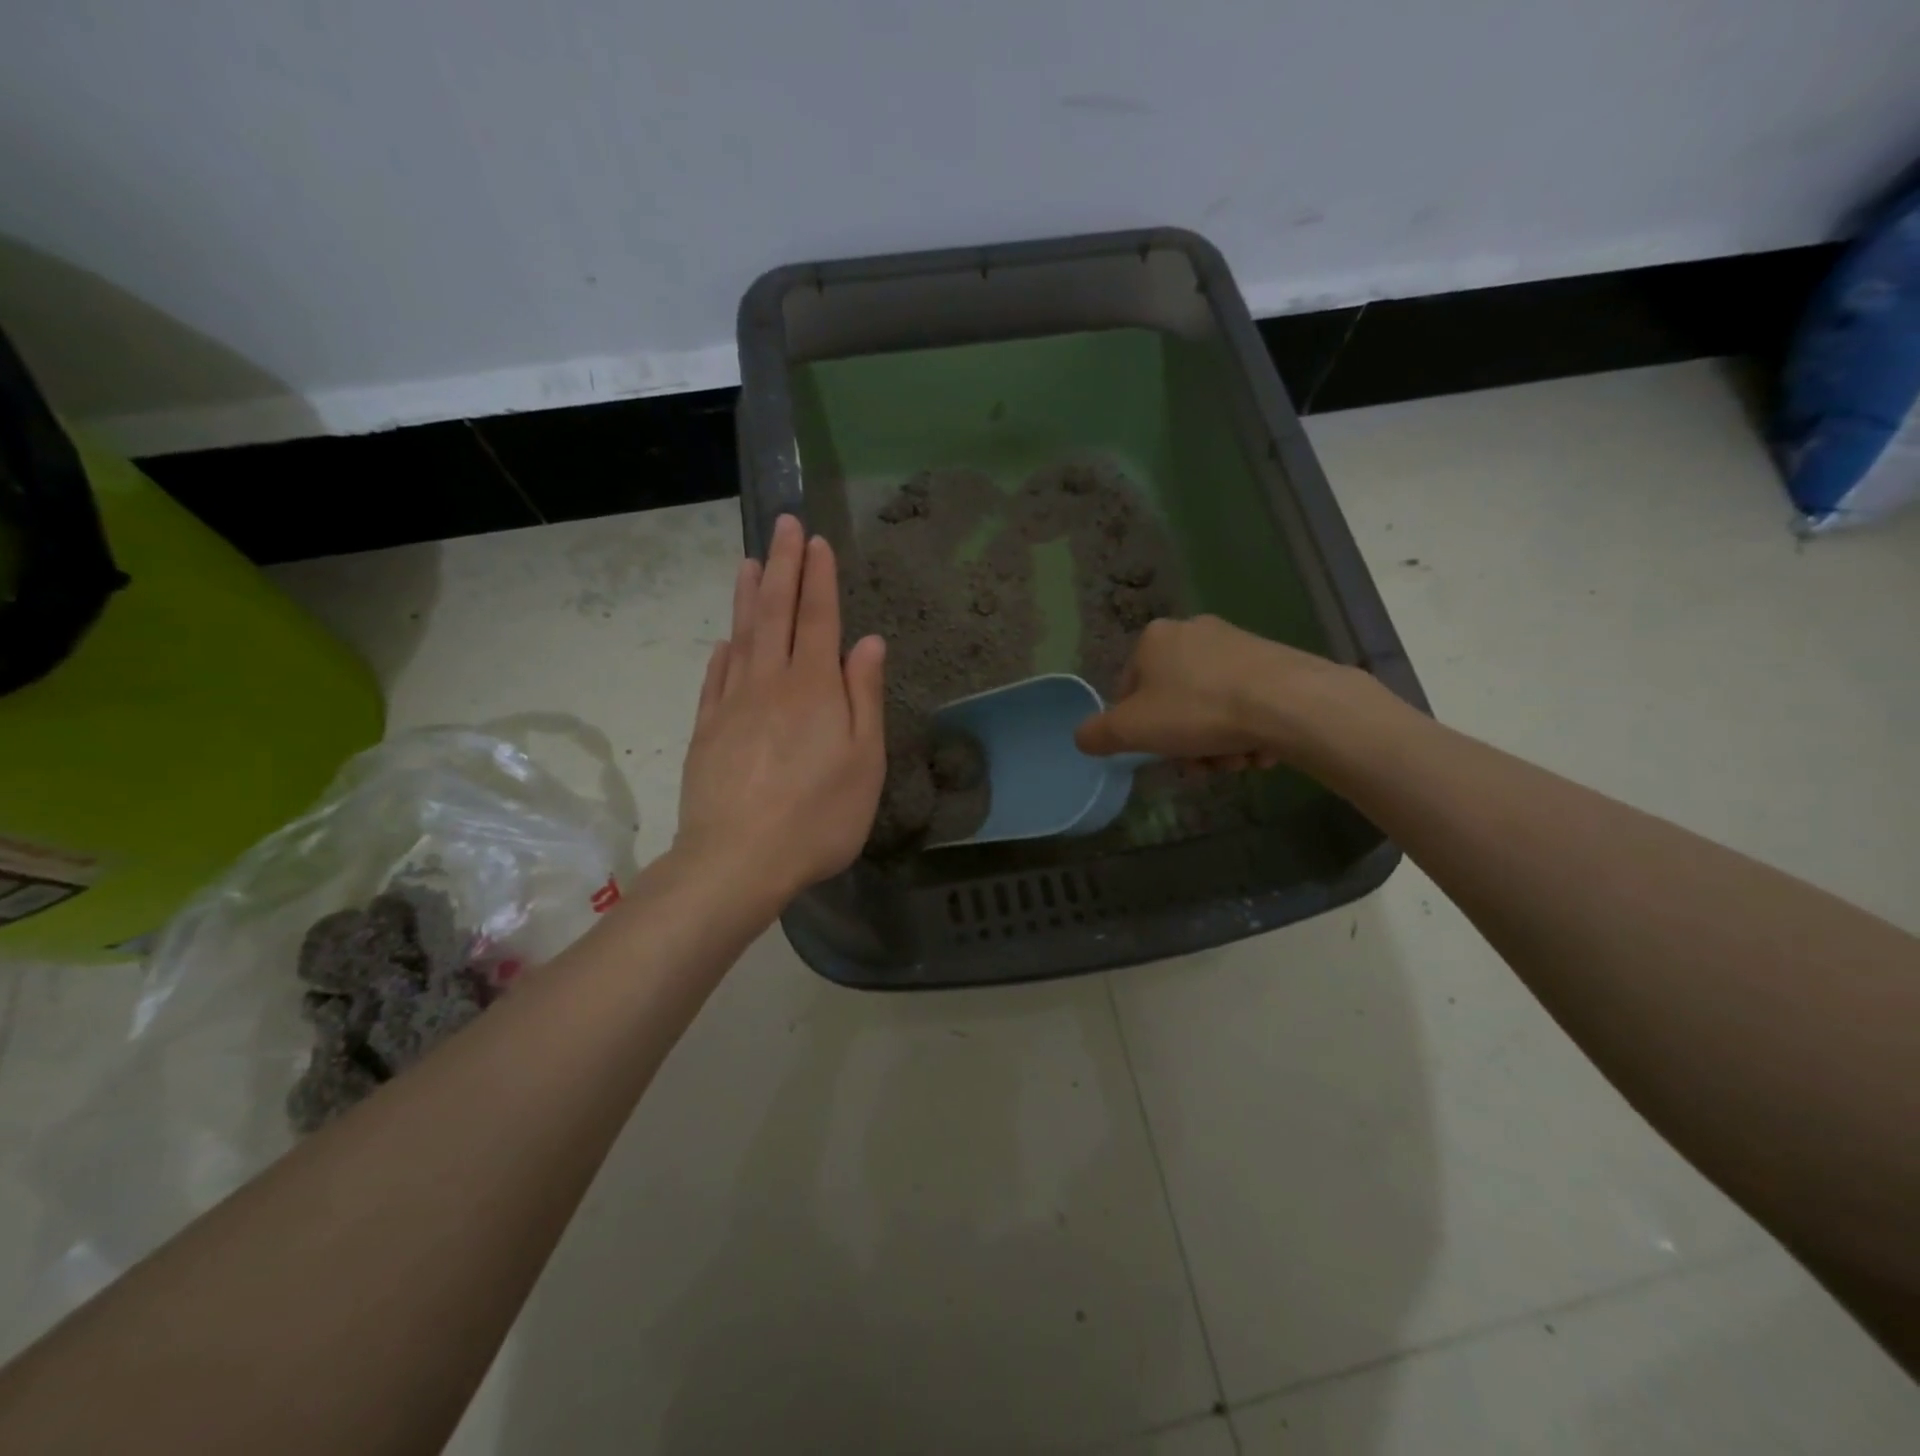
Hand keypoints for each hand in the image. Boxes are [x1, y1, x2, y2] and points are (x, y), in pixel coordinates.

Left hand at [676, 514, 885, 905]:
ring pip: (741, 637)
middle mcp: (770, 683)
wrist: (737, 861)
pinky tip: (725, 641)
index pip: (817, 618)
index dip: (818, 577)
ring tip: (749, 562)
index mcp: (813, 688)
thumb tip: (868, 642)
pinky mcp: (707, 731)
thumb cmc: (818, 816)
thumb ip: (864, 696)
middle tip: (783, 525)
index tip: (816, 540)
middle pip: (775, 613)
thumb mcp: (863, 761)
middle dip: (782, 566)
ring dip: (747, 597)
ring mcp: (732, 705)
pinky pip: (715, 678)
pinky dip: (723, 652)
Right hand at [1074, 614, 1356, 770]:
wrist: (1288, 703)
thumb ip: (1098, 734)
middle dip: (1185, 742)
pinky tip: (1259, 750)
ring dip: (1217, 743)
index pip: (1129, 690)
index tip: (1158, 752)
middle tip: (1201, 766)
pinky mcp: (1272, 660)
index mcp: (1153, 639)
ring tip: (1234, 762)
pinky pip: (1246, 703)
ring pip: (1211, 706)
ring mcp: (1237, 643)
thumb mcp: (1131, 730)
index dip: (1138, 728)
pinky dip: (1247, 730)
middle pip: (1174, 701)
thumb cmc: (1196, 711)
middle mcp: (1193, 631)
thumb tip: (1084, 737)